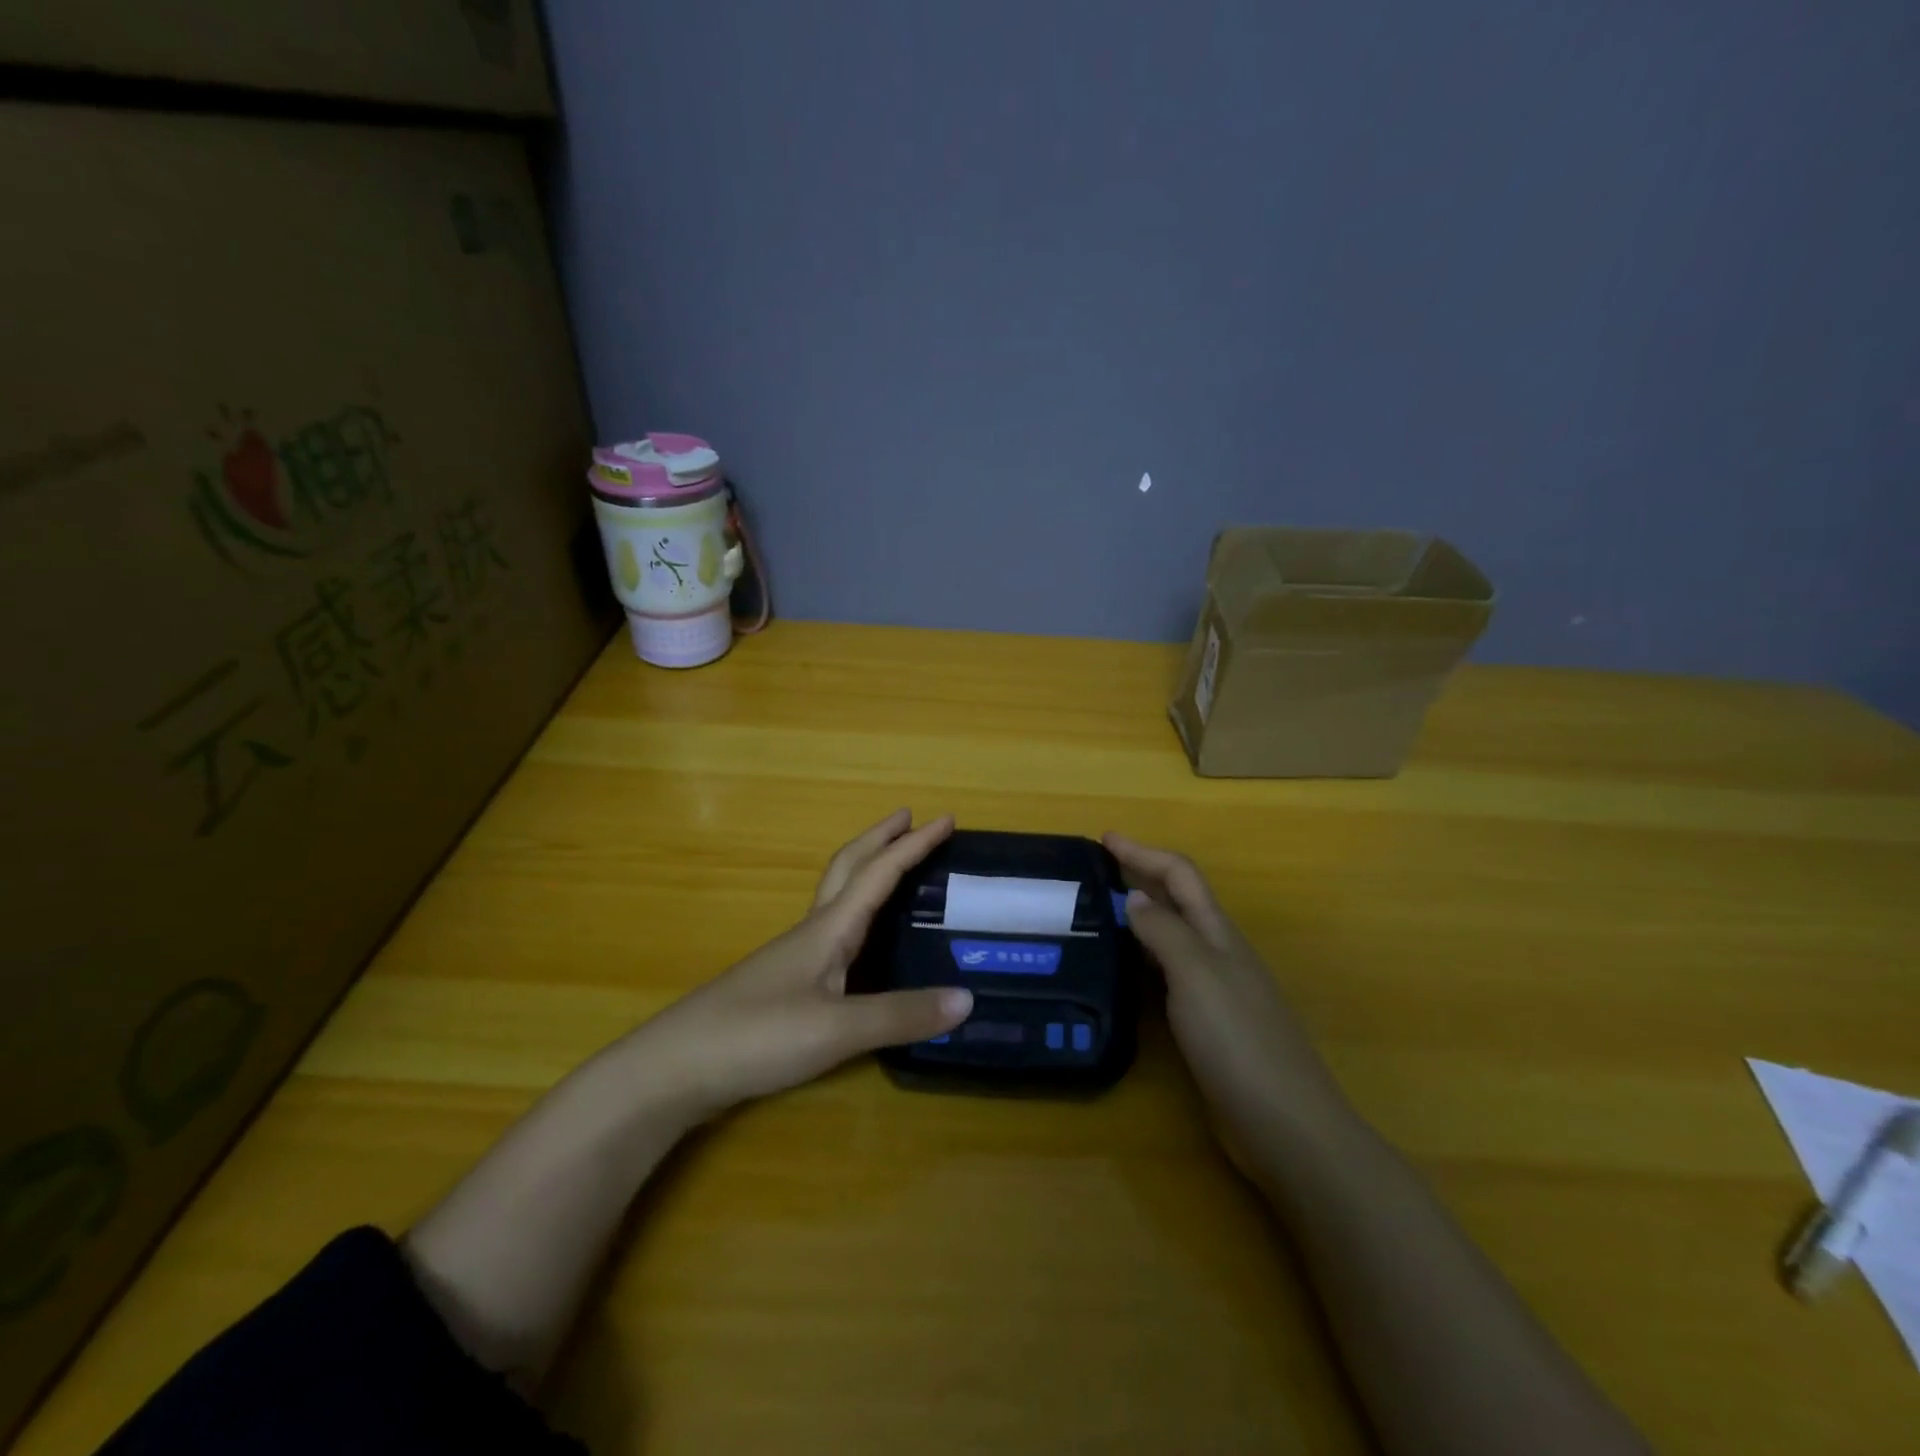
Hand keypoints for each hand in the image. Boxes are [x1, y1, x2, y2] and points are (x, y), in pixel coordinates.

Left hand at [636, 811, 972, 1120]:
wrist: (675, 1068)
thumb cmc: (757, 1035)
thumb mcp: (837, 1030)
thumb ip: (902, 1015)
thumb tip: (968, 998)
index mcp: (829, 929)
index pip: (879, 873)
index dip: (914, 845)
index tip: (946, 818)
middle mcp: (812, 931)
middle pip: (849, 867)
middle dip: (881, 839)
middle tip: (911, 819)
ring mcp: (794, 956)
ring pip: (837, 896)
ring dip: (867, 870)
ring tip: (894, 869)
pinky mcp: (784, 983)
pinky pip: (831, 929)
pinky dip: (856, 913)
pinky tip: (862, 940)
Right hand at [1104, 833, 1355, 1168]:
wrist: (1284, 1124)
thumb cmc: (1237, 1039)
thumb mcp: (1196, 974)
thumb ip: (1164, 932)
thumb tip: (1136, 897)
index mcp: (1219, 934)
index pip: (1180, 875)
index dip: (1143, 853)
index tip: (1104, 838)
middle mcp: (1219, 954)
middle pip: (1178, 901)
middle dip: (1141, 878)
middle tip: (1095, 874)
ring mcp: (1217, 992)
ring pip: (1173, 939)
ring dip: (1141, 919)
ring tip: (1099, 917)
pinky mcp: (1209, 1026)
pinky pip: (1169, 976)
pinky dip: (1144, 961)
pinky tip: (1125, 974)